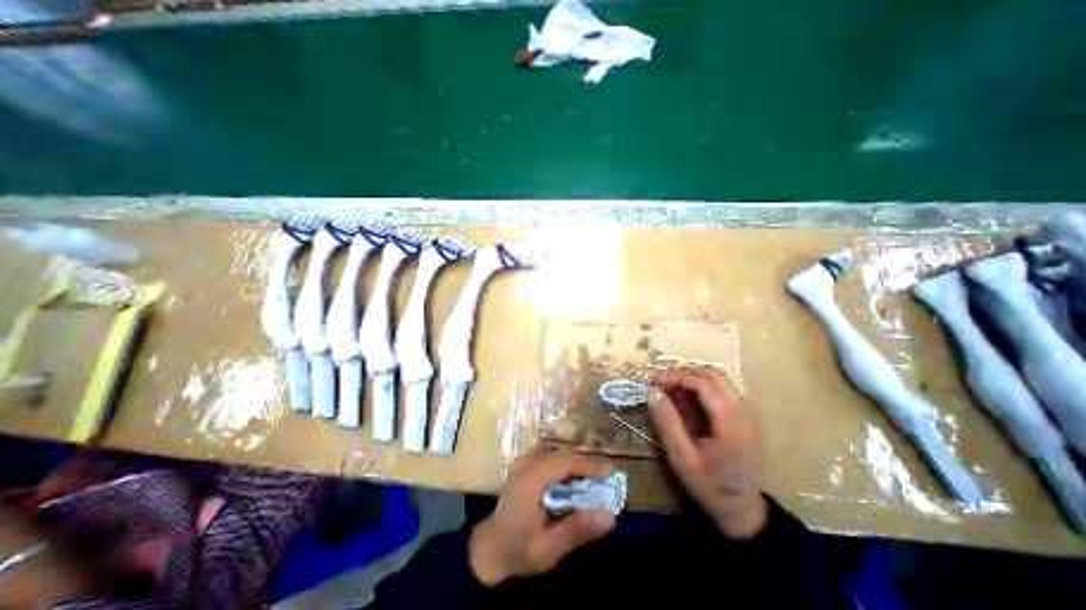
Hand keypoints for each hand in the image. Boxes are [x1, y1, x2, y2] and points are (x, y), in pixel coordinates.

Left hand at [470, 453, 612, 586]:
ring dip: (576, 464)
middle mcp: (527, 465)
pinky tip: (574, 480)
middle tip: (606, 477)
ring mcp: (524, 463)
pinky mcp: (525, 467)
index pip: (564, 462)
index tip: (610, 472)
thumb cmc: (518, 551)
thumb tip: (609, 515)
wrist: (489, 549)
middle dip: (585, 464)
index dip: (588, 465)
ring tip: (595, 478)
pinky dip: (566, 466)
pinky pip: (550, 458)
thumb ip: (576, 530)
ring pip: (556, 455)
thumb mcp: (548, 549)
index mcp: (530, 480)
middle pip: (562, 455)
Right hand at [647, 365, 766, 536]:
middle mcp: (743, 414)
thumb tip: (653, 393)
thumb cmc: (709, 487)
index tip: (656, 379)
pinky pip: (722, 390)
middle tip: (662, 380)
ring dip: (693, 376)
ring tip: (671, 386)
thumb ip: (667, 423)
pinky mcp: (743, 418)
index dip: (679, 376)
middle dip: (685, 372)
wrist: (742, 512)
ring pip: (720, 379)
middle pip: (715, 375)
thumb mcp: (681, 459)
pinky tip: (685, 396)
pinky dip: (701, 386)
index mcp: (731, 425)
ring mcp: (746, 415)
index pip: (706, 384)